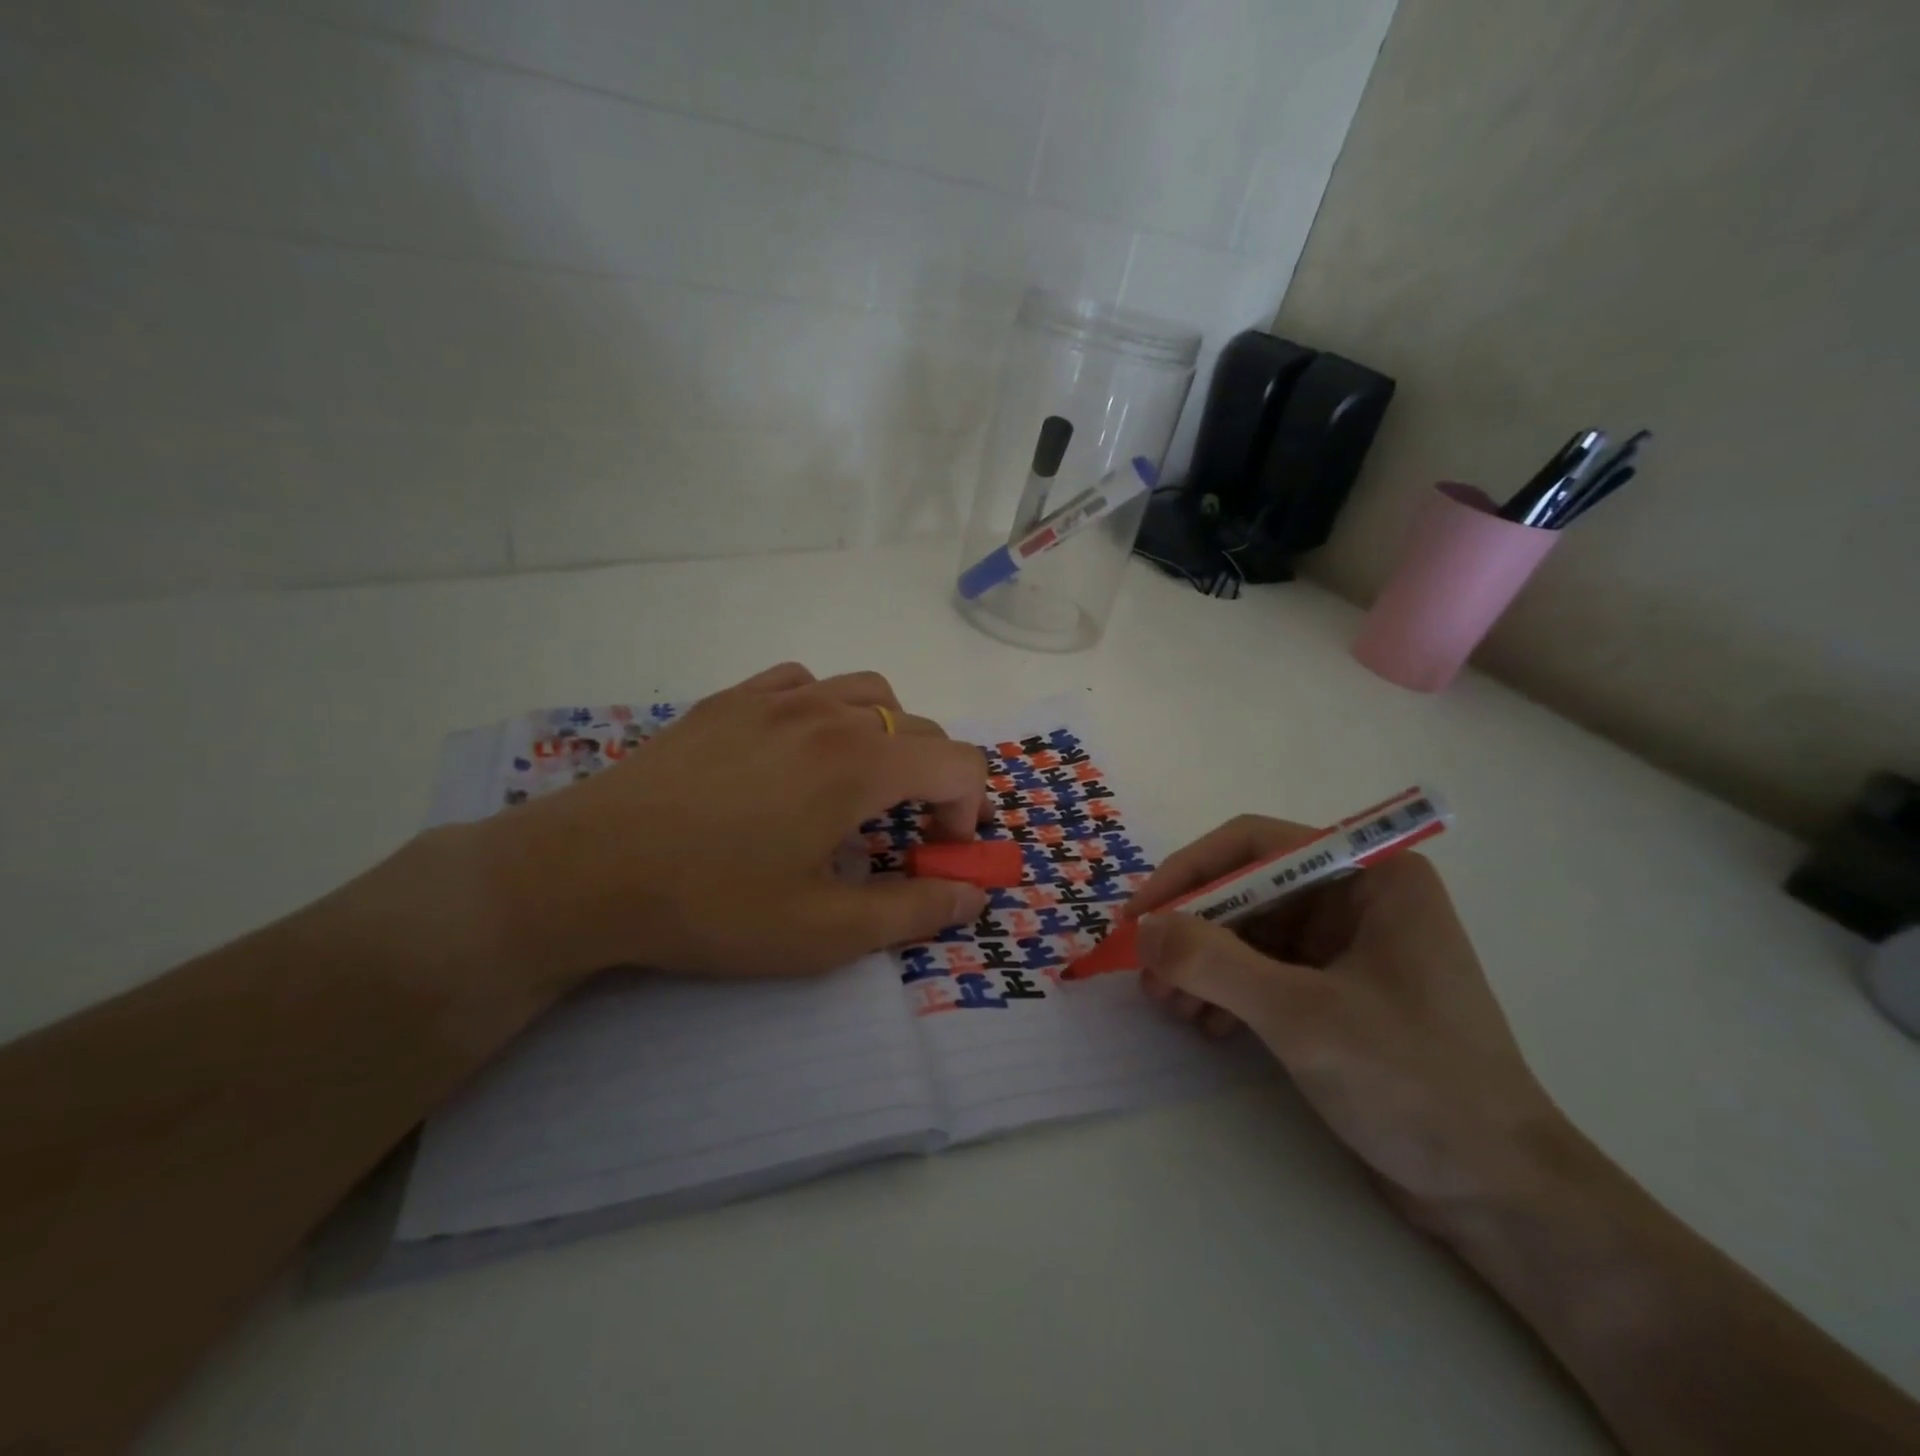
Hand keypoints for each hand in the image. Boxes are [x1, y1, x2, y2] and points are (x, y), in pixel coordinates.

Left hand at [463, 664, 989, 988]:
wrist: (586, 868)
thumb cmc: (711, 904)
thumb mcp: (823, 931)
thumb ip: (912, 912)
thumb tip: (972, 896)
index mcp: (860, 763)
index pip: (959, 762)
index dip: (968, 810)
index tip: (940, 853)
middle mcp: (828, 713)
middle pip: (921, 727)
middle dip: (935, 781)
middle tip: (906, 834)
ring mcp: (775, 697)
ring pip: (868, 693)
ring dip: (889, 737)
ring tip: (860, 786)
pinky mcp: (730, 698)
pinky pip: (806, 682)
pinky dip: (829, 709)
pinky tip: (801, 749)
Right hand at [1131, 816, 1567, 1230]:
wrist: (1497, 1193)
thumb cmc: (1413, 1083)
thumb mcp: (1301, 1016)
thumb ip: (1213, 962)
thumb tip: (1143, 928)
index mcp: (1370, 875)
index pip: (1256, 846)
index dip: (1188, 873)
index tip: (1139, 917)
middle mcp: (1358, 897)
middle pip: (1247, 889)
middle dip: (1193, 931)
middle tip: (1148, 975)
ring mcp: (1349, 945)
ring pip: (1249, 931)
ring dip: (1203, 964)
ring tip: (1172, 1008)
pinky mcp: (1338, 989)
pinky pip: (1264, 969)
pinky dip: (1227, 991)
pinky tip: (1206, 1026)